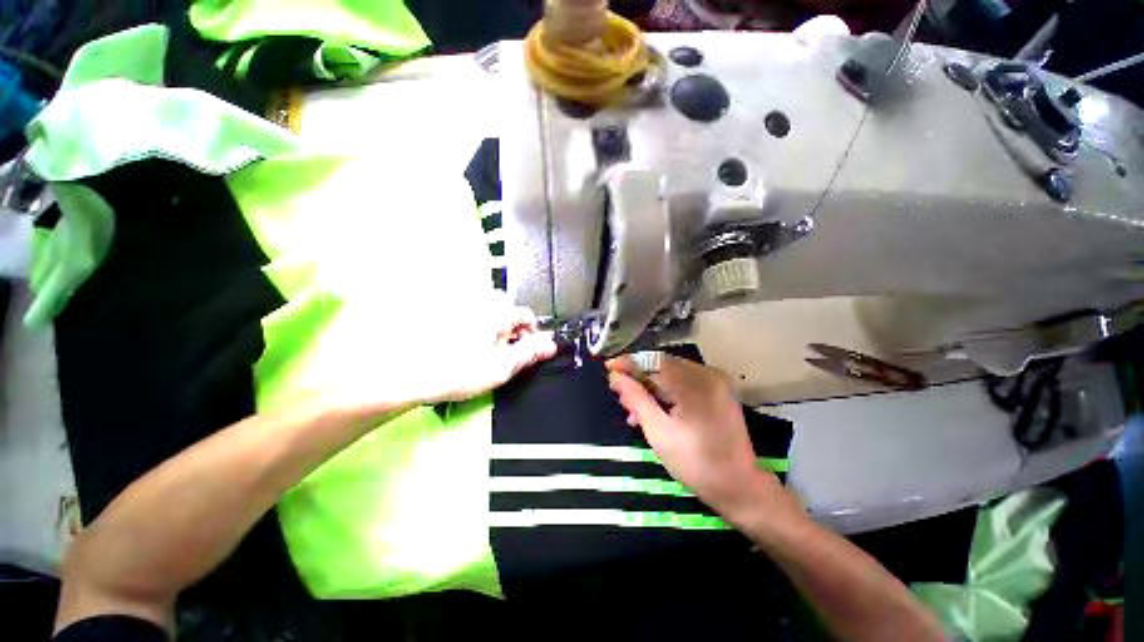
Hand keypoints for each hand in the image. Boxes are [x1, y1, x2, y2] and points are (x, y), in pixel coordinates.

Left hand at [414, 296, 557, 404]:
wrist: (408, 375)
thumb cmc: (454, 372)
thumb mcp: (502, 367)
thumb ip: (530, 352)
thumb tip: (549, 344)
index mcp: (498, 312)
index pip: (528, 316)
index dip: (533, 335)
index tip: (527, 352)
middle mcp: (480, 303)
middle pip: (509, 315)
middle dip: (511, 334)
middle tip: (501, 358)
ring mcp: (462, 307)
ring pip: (489, 318)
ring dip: (492, 333)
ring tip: (480, 356)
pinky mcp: (445, 314)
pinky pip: (471, 320)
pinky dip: (474, 332)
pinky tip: (464, 350)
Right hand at [605, 353, 791, 520]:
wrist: (740, 486)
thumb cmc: (696, 463)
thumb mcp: (658, 432)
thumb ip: (636, 399)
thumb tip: (616, 377)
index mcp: (694, 383)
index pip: (654, 361)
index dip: (628, 363)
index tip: (608, 369)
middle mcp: (707, 374)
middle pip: (662, 365)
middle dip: (638, 378)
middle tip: (619, 395)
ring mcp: (715, 381)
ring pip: (671, 374)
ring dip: (650, 387)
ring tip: (633, 408)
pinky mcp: (718, 390)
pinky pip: (684, 382)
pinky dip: (666, 392)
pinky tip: (653, 409)